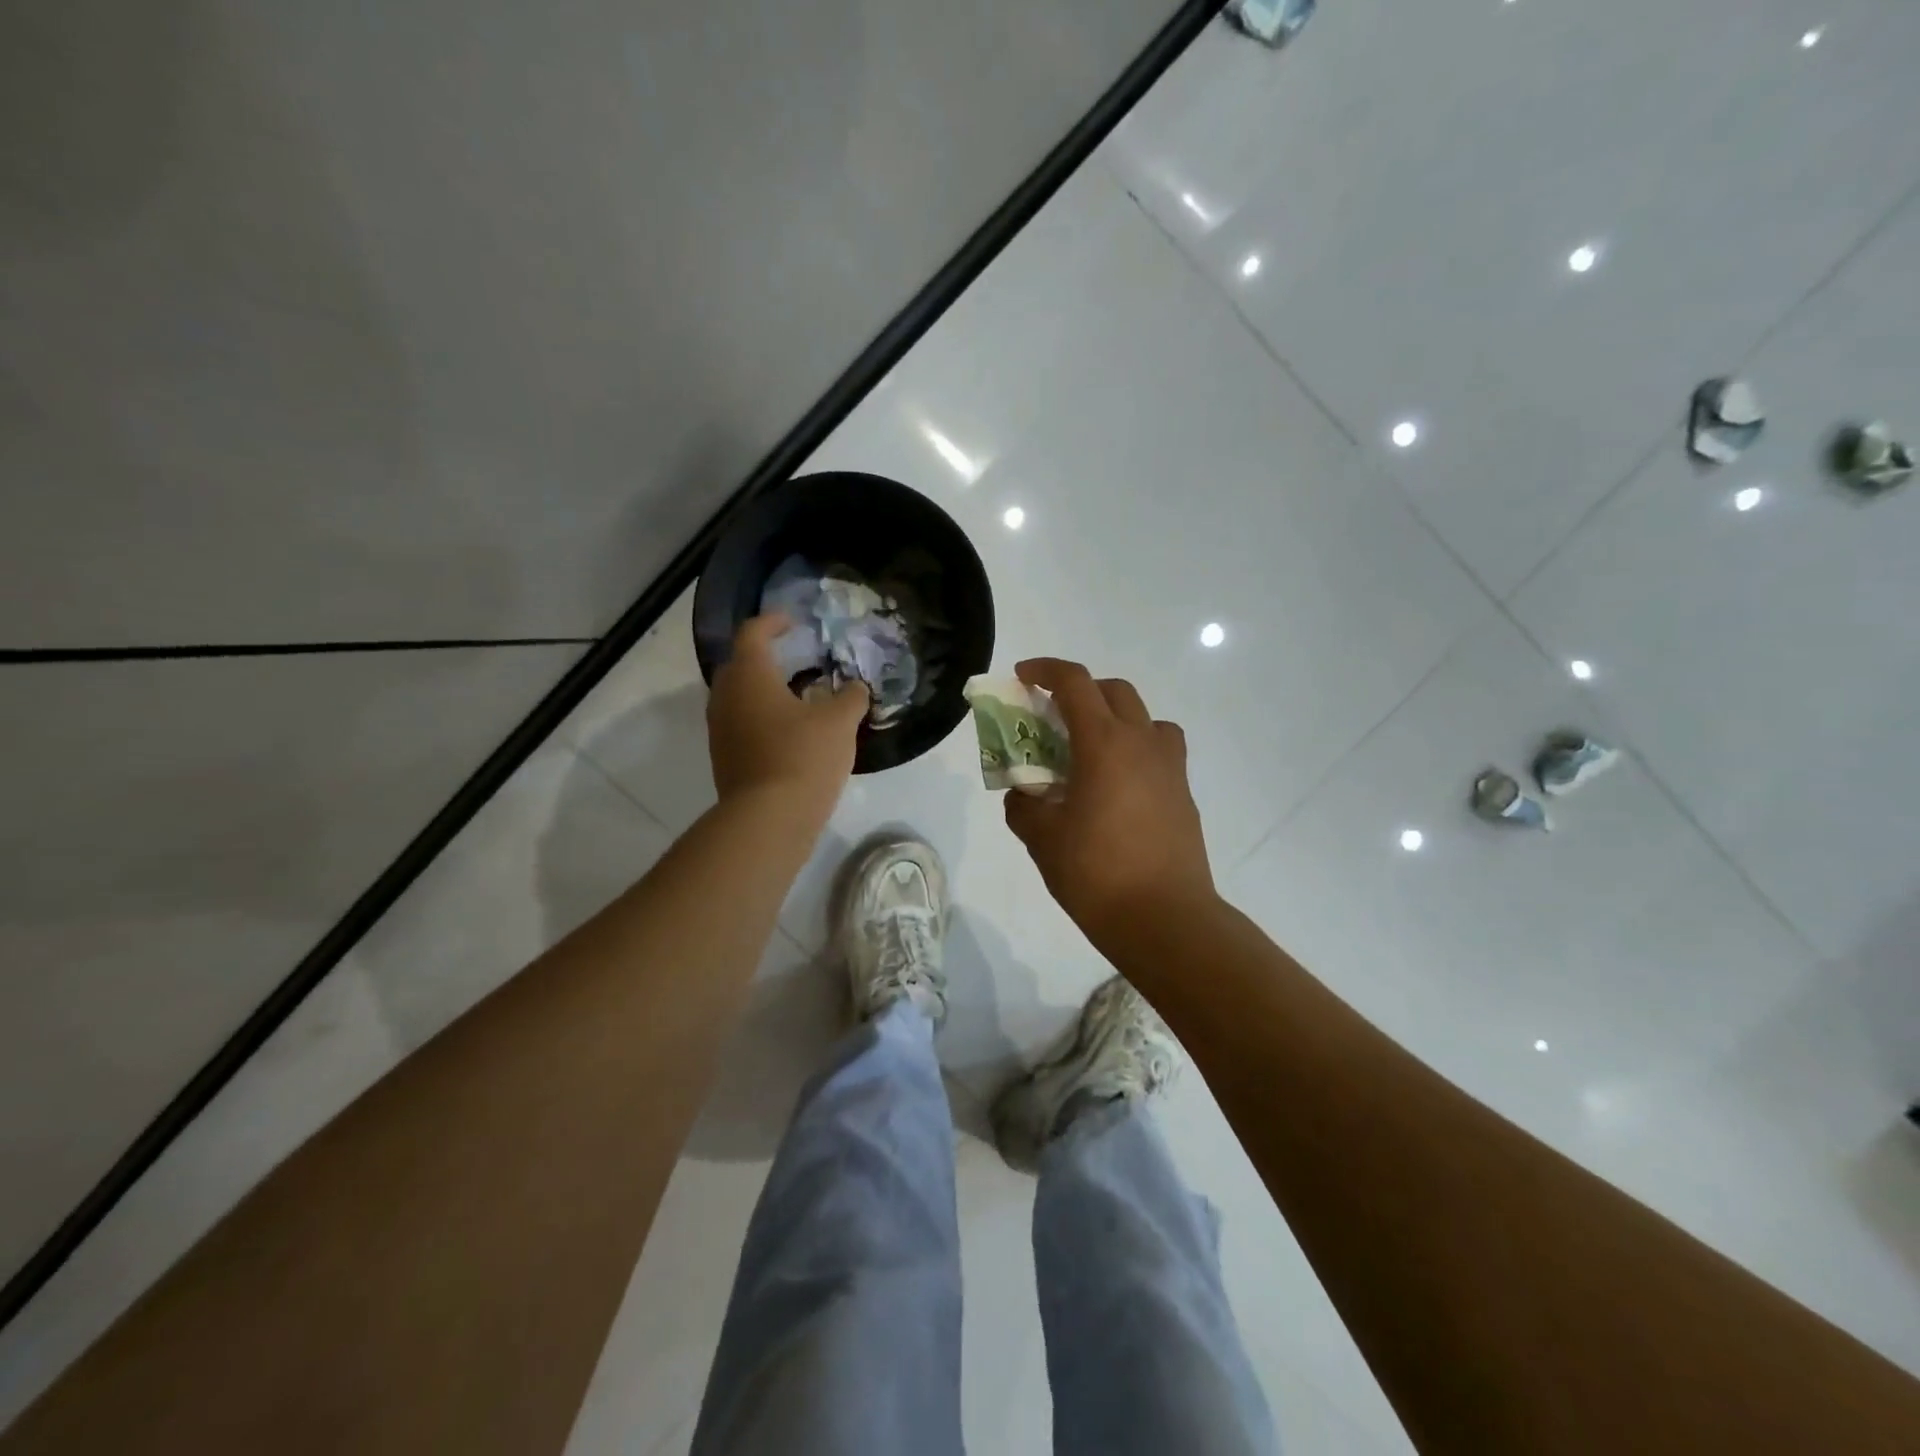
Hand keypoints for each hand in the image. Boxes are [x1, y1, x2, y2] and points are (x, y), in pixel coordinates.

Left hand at [708, 614, 868, 809]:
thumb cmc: (803, 756)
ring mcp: (720, 730)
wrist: (768, 819)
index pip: (753, 634)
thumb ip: (851, 697)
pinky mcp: (724, 759)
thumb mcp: (840, 721)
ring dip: (763, 691)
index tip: (792, 621)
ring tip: (797, 698)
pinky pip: (741, 725)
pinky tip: (790, 733)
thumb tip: (855, 688)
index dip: (772, 622)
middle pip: (740, 665)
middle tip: (796, 659)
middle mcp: (726, 697)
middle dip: (765, 657)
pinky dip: (762, 718)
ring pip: (739, 698)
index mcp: (749, 676)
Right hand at [1002, 658, 1216, 943]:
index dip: (1045, 670)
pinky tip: (1116, 788)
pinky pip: (1159, 751)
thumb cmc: (1097, 874)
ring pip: (1145, 718)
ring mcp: (1170, 768)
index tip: (1022, 677)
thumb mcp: (1042, 839)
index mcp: (1104, 743)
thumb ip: (1024, 806)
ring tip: (1090, 750)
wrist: (1165, 919)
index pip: (1075, 683)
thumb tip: (1023, 794)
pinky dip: (1134, 750)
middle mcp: (1142, 743)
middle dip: (1080, 691)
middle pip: (1114, 691)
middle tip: (1052, 716)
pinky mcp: (1183, 794)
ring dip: (1115, 718)